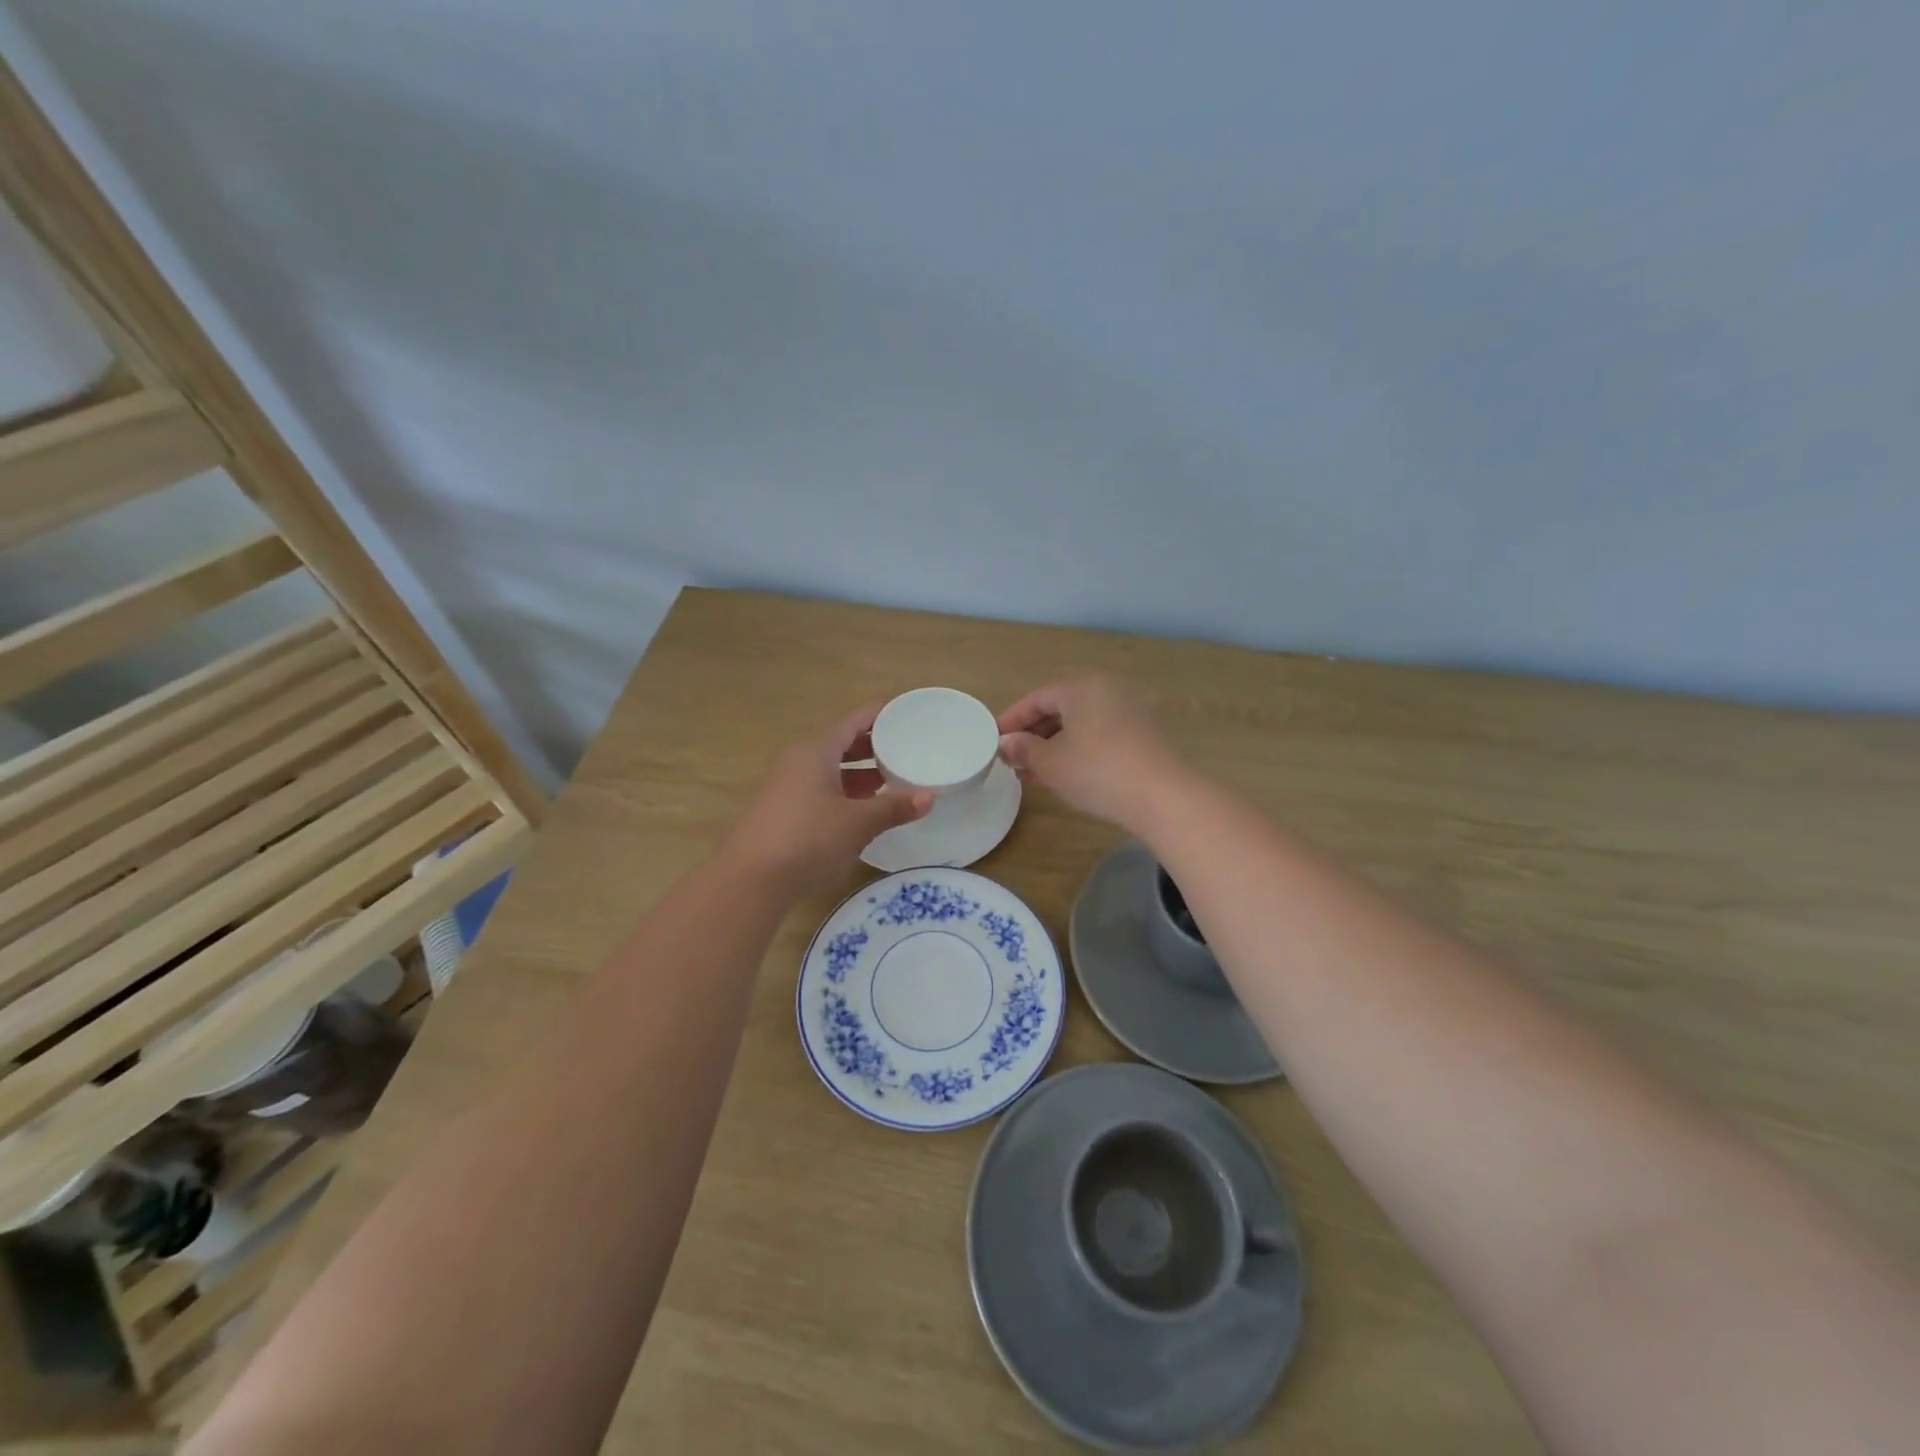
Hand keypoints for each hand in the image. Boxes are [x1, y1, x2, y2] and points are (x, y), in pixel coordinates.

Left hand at [724, 704, 932, 895]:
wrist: (751, 880)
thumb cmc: (808, 839)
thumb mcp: (858, 823)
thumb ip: (893, 807)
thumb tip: (929, 796)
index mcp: (816, 750)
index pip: (854, 721)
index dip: (881, 715)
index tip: (907, 713)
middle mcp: (799, 759)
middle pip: (841, 742)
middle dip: (873, 745)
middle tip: (907, 748)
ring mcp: (787, 785)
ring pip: (830, 767)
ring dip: (859, 771)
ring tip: (892, 778)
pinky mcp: (783, 809)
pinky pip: (820, 787)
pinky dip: (844, 790)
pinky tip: (863, 808)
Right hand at [996, 678, 1185, 831]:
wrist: (1161, 796)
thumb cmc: (1096, 771)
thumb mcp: (1050, 763)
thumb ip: (1024, 749)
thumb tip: (1007, 743)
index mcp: (1082, 688)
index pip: (1037, 698)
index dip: (1012, 719)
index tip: (994, 739)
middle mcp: (1108, 691)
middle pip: (1061, 708)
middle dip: (1034, 734)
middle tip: (1013, 757)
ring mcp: (1131, 712)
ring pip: (1082, 724)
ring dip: (1055, 744)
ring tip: (1033, 771)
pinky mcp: (1145, 735)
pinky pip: (1101, 735)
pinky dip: (1079, 749)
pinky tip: (1066, 774)